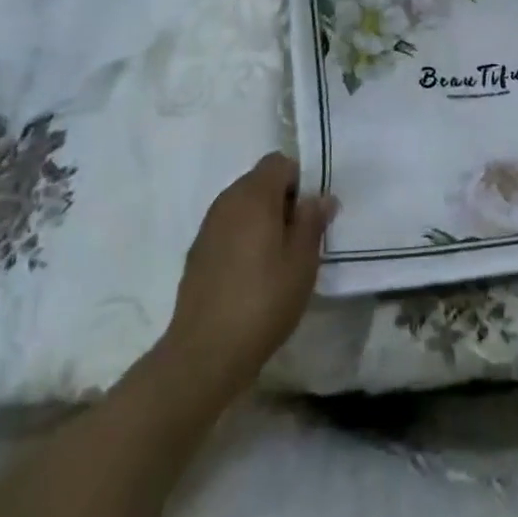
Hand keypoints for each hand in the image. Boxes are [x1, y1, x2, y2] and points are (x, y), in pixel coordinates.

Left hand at [158, 152, 335, 399]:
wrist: (204, 353)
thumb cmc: (263, 300)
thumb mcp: (302, 261)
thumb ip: (312, 221)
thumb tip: (320, 197)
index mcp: (254, 194)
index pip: (279, 162)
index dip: (299, 181)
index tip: (309, 215)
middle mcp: (227, 200)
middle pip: (260, 181)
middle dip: (282, 201)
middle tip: (299, 238)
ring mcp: (208, 226)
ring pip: (243, 206)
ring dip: (262, 220)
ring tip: (277, 259)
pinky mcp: (197, 252)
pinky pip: (228, 229)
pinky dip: (243, 239)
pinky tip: (251, 276)